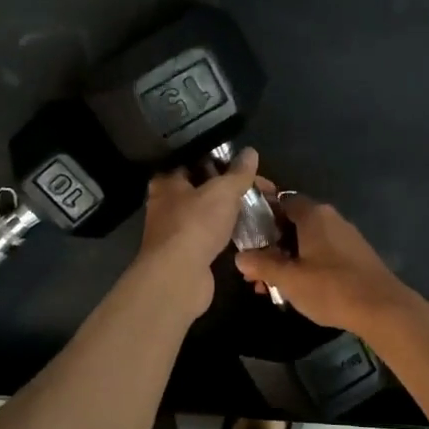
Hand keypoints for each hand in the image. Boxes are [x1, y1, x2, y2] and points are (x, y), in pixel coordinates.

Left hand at [134, 147, 260, 315]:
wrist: (179, 277)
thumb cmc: (195, 224)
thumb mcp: (222, 191)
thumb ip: (238, 172)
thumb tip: (250, 151)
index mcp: (167, 181)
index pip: (195, 161)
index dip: (222, 161)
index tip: (248, 166)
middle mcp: (166, 204)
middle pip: (204, 188)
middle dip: (232, 189)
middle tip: (262, 189)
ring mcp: (175, 231)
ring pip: (208, 214)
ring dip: (231, 212)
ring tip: (261, 209)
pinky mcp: (186, 253)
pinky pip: (211, 236)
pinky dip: (228, 233)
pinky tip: (248, 232)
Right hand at [234, 192, 413, 334]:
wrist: (383, 309)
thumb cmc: (330, 288)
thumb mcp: (288, 278)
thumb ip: (262, 264)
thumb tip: (240, 256)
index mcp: (314, 214)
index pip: (281, 201)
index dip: (261, 217)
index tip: (246, 238)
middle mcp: (331, 219)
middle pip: (293, 224)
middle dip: (271, 246)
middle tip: (254, 272)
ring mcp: (346, 237)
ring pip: (308, 242)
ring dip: (288, 260)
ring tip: (272, 287)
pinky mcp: (356, 257)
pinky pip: (323, 254)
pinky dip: (307, 267)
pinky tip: (299, 290)